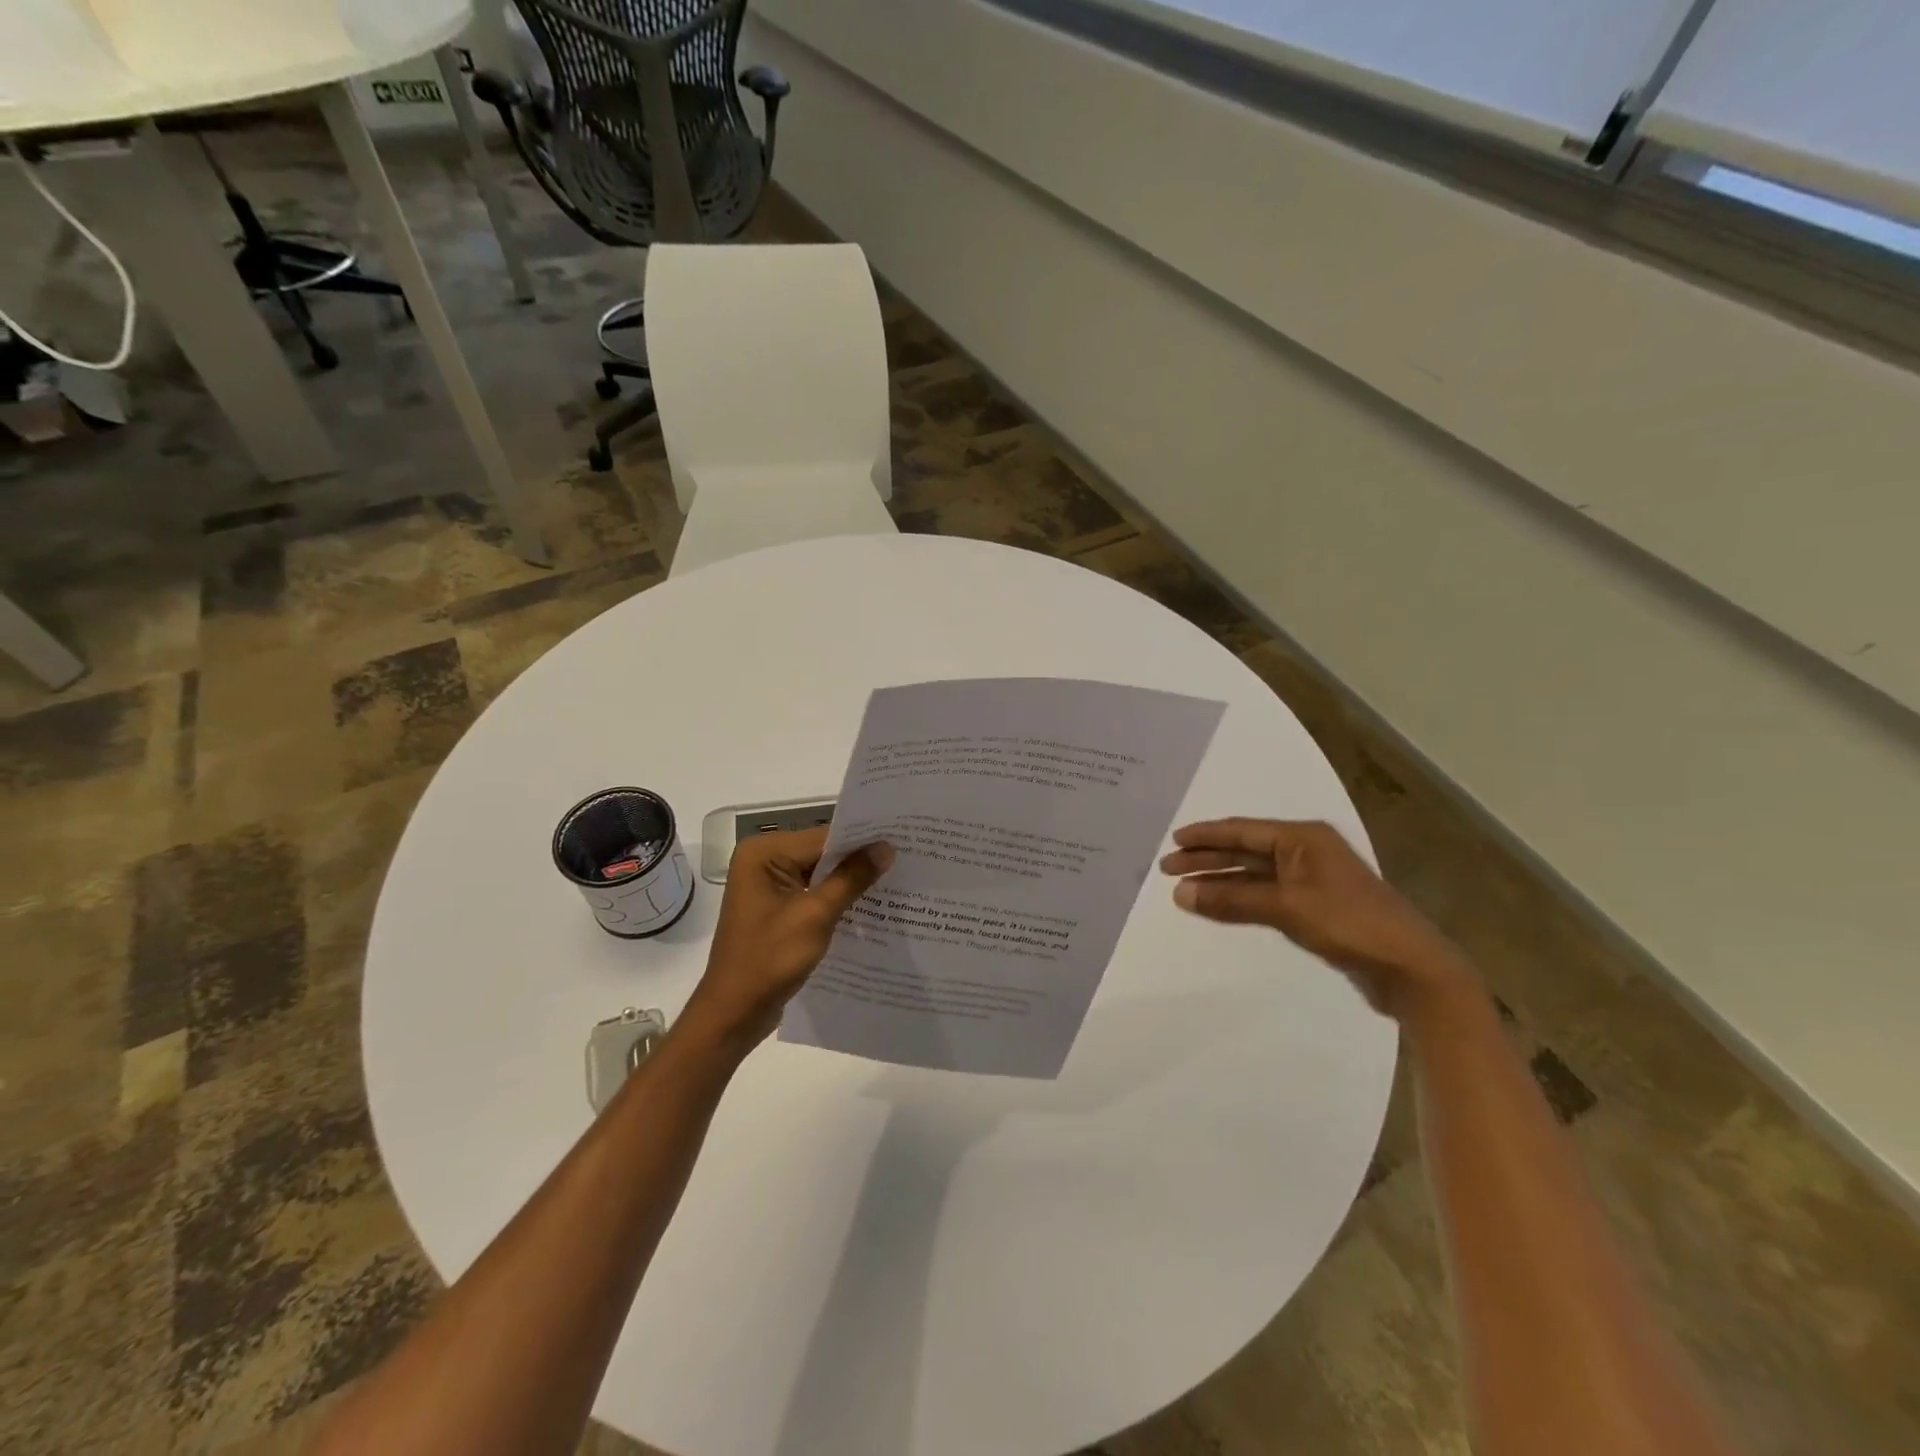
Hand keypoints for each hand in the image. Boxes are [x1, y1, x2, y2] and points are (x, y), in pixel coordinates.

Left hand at [681, 828, 892, 1049]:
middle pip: (823, 853)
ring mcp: (769, 887)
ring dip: (852, 882)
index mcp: (763, 853)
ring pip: (821, 875)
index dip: (863, 840)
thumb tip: (886, 847)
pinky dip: (838, 900)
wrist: (733, 1014)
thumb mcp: (815, 915)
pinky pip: (814, 895)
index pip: (824, 837)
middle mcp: (763, 861)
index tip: (902, 841)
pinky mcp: (777, 910)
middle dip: (860, 861)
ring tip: (898, 881)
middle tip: (907, 860)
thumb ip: (851, 878)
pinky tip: (871, 907)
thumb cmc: (769, 960)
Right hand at [1159, 818, 1472, 1018]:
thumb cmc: (1349, 923)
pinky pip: (1265, 895)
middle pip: (1245, 850)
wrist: (1410, 967)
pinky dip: (1239, 899)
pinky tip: (1217, 906)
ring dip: (1220, 881)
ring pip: (1253, 874)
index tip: (1172, 841)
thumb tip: (1180, 893)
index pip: (1242, 830)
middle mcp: (1305, 852)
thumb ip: (1231, 899)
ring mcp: (1311, 881)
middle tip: (1167, 868)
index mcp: (1302, 838)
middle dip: (1207, 858)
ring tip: (1183, 889)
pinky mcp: (1315, 908)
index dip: (1205, 835)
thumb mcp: (1285, 906)